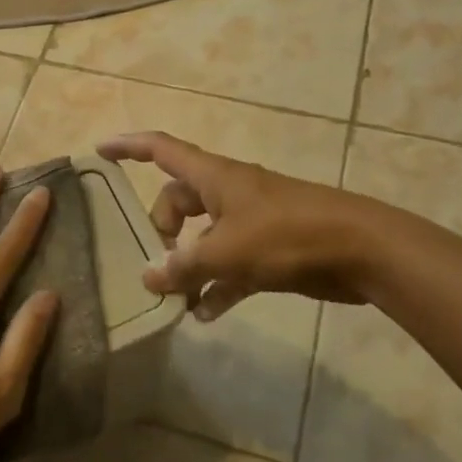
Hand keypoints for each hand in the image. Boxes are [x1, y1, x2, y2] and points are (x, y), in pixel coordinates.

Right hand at [96, 131, 382, 316]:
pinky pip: (230, 266)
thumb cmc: (288, 235)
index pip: (161, 149)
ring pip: (204, 237)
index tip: (99, 150)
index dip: (129, 147)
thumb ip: (184, 266)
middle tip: (155, 264)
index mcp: (213, 177)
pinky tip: (206, 314)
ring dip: (188, 265)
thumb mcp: (227, 251)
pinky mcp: (269, 250)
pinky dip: (217, 286)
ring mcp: (249, 221)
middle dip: (161, 230)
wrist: (361, 250)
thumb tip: (149, 278)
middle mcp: (227, 193)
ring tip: (174, 299)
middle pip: (178, 202)